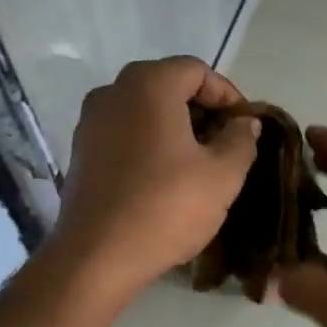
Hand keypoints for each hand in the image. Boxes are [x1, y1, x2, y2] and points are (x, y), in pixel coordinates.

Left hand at [47, 56, 259, 300]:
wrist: (98, 256)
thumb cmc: (167, 207)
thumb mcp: (223, 176)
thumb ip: (241, 140)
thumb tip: (245, 122)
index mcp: (149, 84)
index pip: (197, 70)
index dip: (228, 95)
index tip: (245, 127)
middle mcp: (112, 92)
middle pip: (167, 87)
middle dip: (201, 112)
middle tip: (226, 146)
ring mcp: (90, 123)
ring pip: (143, 113)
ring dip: (175, 131)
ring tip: (198, 166)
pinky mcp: (81, 154)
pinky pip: (124, 137)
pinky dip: (148, 147)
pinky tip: (164, 181)